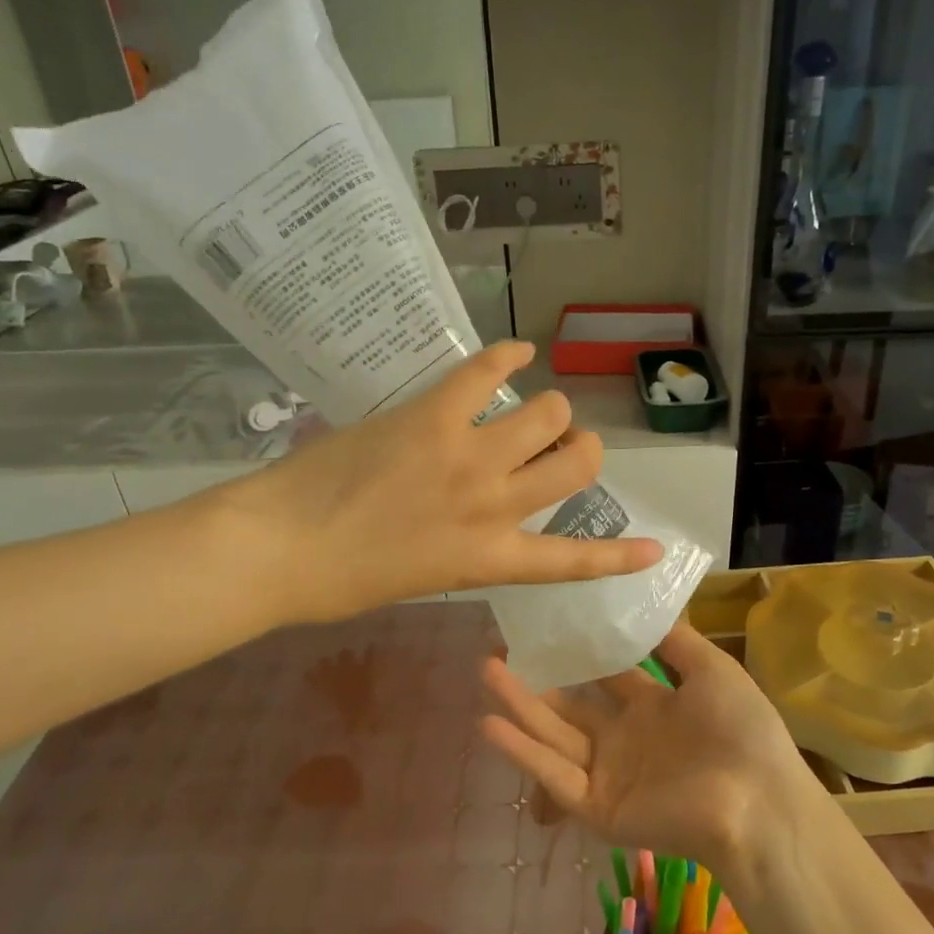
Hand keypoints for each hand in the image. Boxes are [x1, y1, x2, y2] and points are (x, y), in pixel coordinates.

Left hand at [194, 342, 661, 624]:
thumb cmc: (341, 582)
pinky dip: (508, 355)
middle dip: (581, 450)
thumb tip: (479, 522)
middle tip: (558, 446)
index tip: (656, 547)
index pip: (573, 560)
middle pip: (577, 463)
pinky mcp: (433, 415)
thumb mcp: (423, 579)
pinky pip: (487, 371)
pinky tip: (517, 351)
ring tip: (533, 407)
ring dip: (551, 409)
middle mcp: (494, 506)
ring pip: (549, 413)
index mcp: (489, 559)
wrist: (276, 549)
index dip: (621, 555)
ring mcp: (467, 456)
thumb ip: (466, 550)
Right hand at [478, 623, 818, 878]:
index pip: (605, 674)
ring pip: (553, 734)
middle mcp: (625, 738)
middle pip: (570, 705)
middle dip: (535, 678)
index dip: (576, 651)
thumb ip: (676, 642)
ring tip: (485, 670)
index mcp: (654, 707)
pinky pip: (554, 775)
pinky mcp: (597, 807)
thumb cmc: (740, 731)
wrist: (759, 802)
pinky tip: (490, 722)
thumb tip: (647, 602)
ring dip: (519, 705)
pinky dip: (522, 751)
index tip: (544, 623)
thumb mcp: (712, 671)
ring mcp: (608, 773)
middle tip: (497, 647)